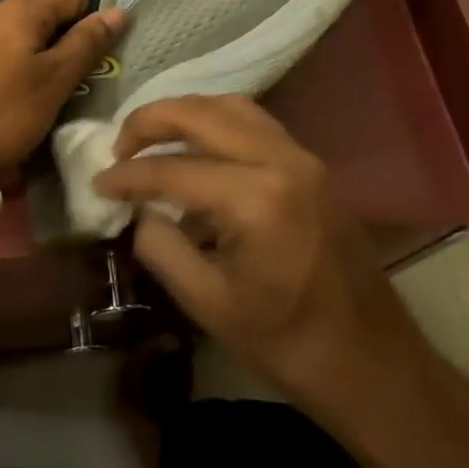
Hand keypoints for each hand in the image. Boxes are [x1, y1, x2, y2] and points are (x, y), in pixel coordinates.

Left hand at [0, 0, 124, 177]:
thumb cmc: (3, 112)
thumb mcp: (56, 80)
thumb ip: (87, 43)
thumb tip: (119, 10)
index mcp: (21, 9)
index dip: (93, 22)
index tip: (100, 58)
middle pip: (46, 18)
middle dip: (66, 44)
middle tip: (78, 82)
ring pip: (21, 40)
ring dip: (40, 61)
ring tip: (48, 96)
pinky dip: (13, 73)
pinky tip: (13, 102)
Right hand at [93, 96, 420, 420]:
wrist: (371, 360)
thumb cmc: (287, 342)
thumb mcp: (208, 304)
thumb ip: (161, 247)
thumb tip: (137, 211)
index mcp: (256, 200)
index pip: (174, 170)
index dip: (128, 176)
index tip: (98, 184)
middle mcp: (282, 162)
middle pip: (202, 114)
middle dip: (151, 121)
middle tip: (120, 146)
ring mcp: (303, 159)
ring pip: (232, 107)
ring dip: (186, 114)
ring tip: (153, 140)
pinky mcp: (313, 167)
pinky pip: (255, 124)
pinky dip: (217, 125)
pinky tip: (197, 152)